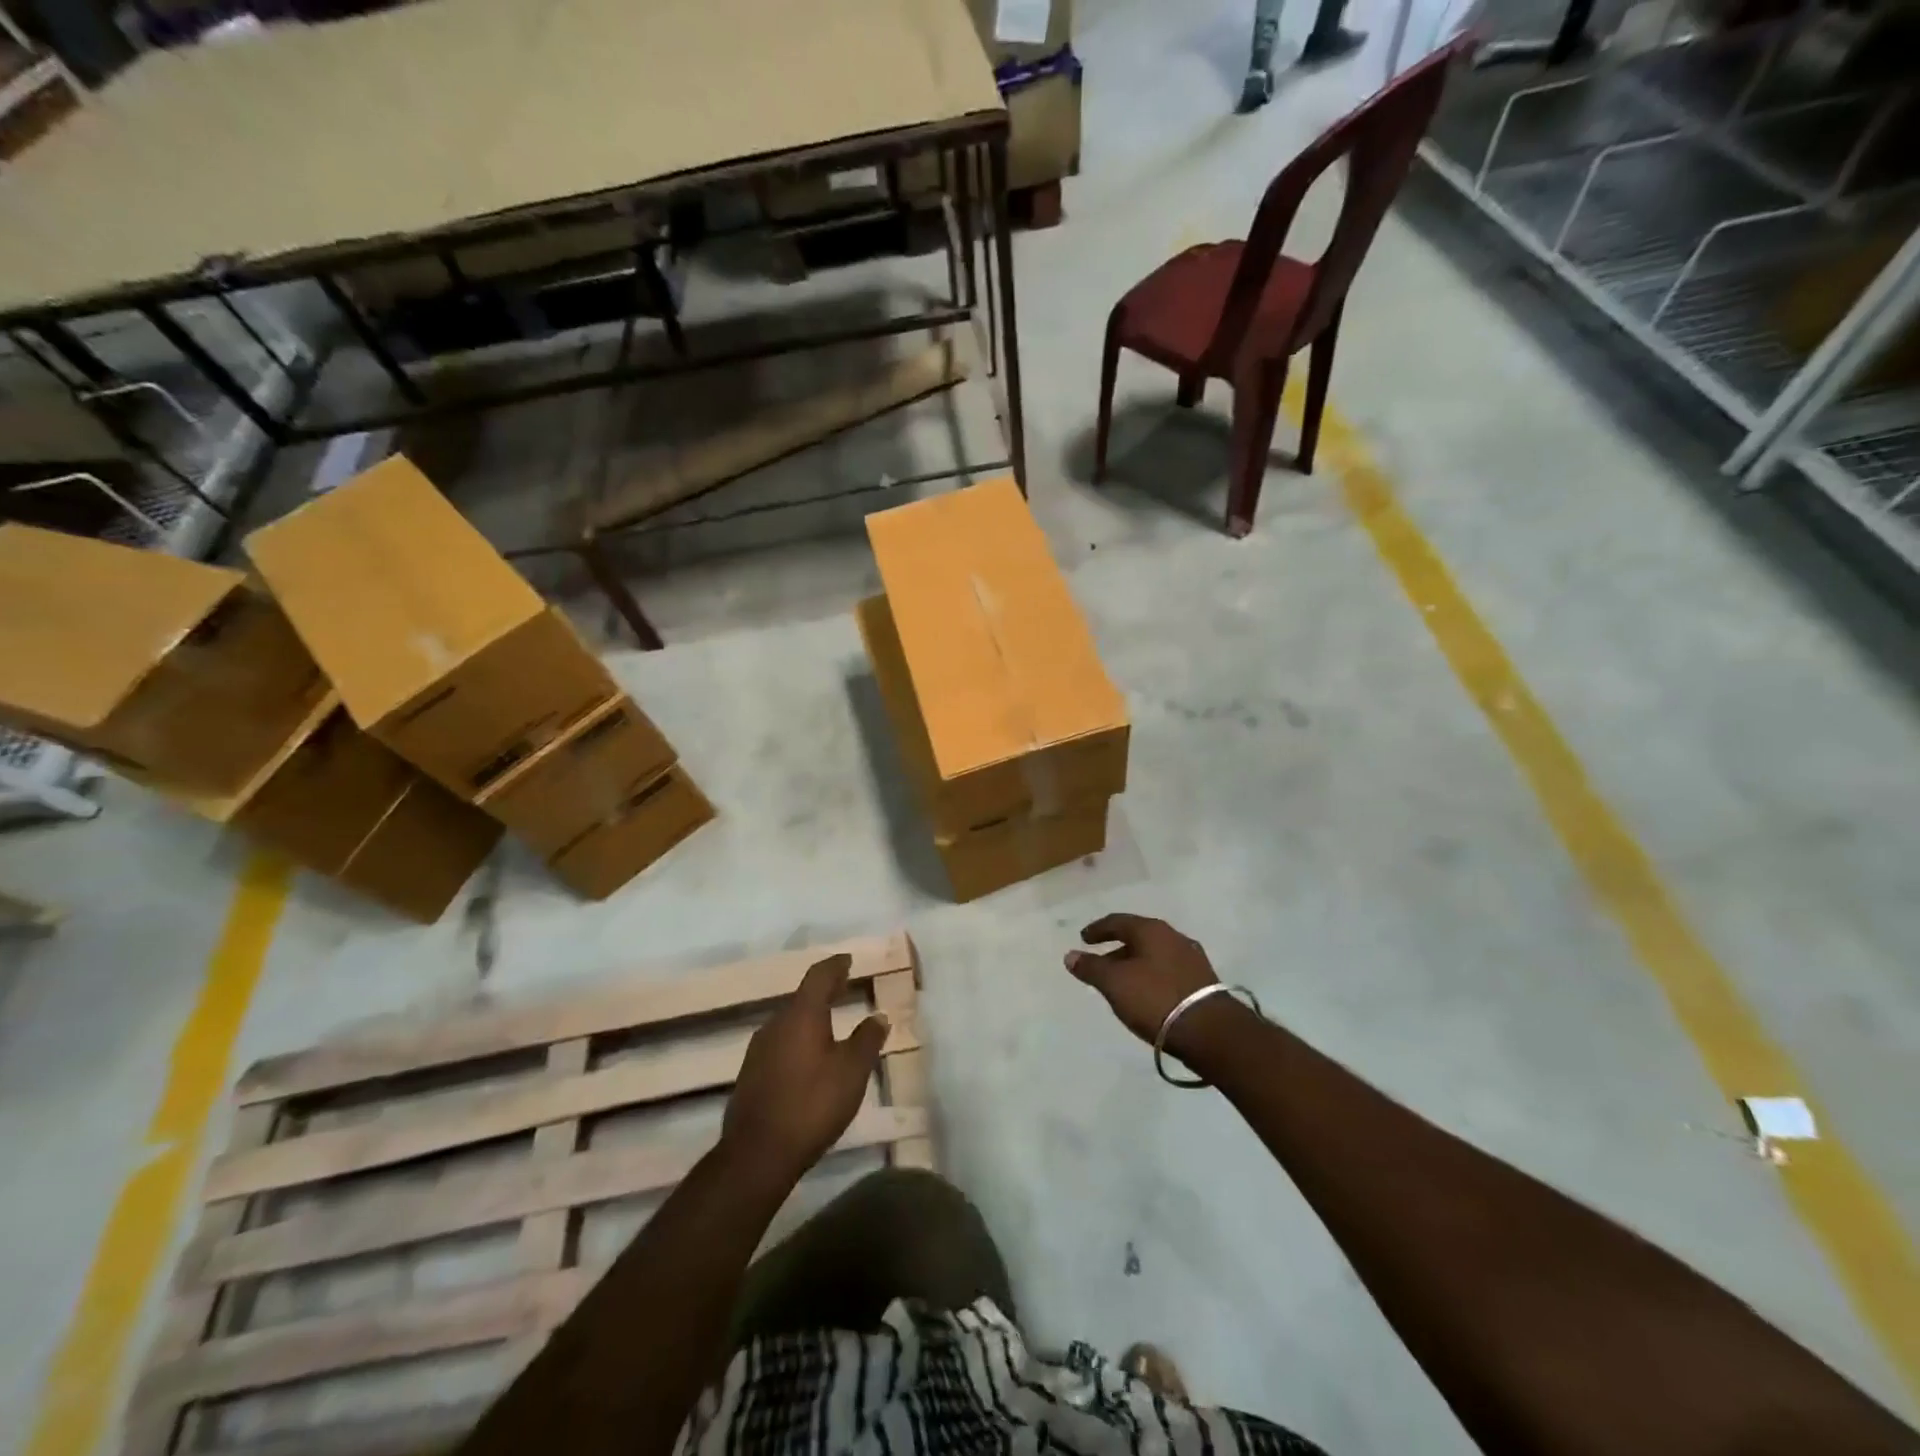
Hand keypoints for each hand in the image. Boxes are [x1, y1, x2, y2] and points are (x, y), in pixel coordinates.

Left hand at [722, 954, 888, 1181]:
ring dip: (810, 1017)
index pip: (819, 976)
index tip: (848, 959)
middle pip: (802, 997)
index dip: (835, 965)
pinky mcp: (751, 1074)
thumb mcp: (851, 1072)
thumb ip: (866, 1040)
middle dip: (824, 991)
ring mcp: (758, 1050)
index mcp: (802, 1015)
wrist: (757, 1154)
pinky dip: (798, 1040)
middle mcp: (776, 1024)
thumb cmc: (812, 1104)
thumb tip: (879, 1016)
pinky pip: (780, 1044)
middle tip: (843, 986)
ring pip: (789, 1022)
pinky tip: (808, 1057)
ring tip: (829, 1022)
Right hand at [1066, 914, 1230, 1056]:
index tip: (1084, 939)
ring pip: (1154, 954)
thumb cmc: (1155, 999)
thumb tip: (1070, 955)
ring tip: (1122, 983)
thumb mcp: (1114, 984)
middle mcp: (1173, 937)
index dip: (1098, 929)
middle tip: (1100, 963)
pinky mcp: (1203, 981)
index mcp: (1151, 930)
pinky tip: (1146, 994)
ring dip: (1135, 964)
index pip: (1118, 921)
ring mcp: (1192, 958)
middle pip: (1138, 937)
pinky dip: (1151, 976)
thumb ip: (1091, 967)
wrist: (1210, 1032)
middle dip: (1117, 949)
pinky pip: (1168, 970)